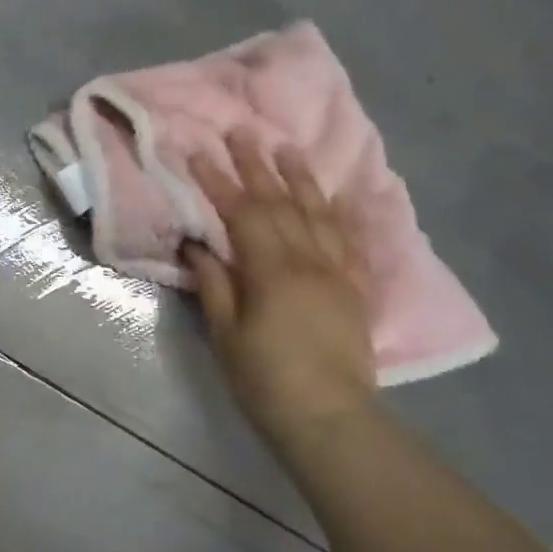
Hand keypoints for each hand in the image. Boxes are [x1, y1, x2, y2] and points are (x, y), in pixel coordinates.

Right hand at [182, 133, 375, 434]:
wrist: (330, 419)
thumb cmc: (265, 379)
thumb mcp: (226, 332)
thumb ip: (214, 282)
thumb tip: (197, 244)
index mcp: (273, 271)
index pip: (243, 213)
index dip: (218, 181)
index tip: (198, 153)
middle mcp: (310, 261)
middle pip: (281, 203)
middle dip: (258, 165)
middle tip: (242, 132)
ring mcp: (338, 273)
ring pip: (319, 213)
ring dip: (300, 177)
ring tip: (286, 147)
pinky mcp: (356, 289)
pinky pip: (350, 240)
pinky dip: (340, 212)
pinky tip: (335, 195)